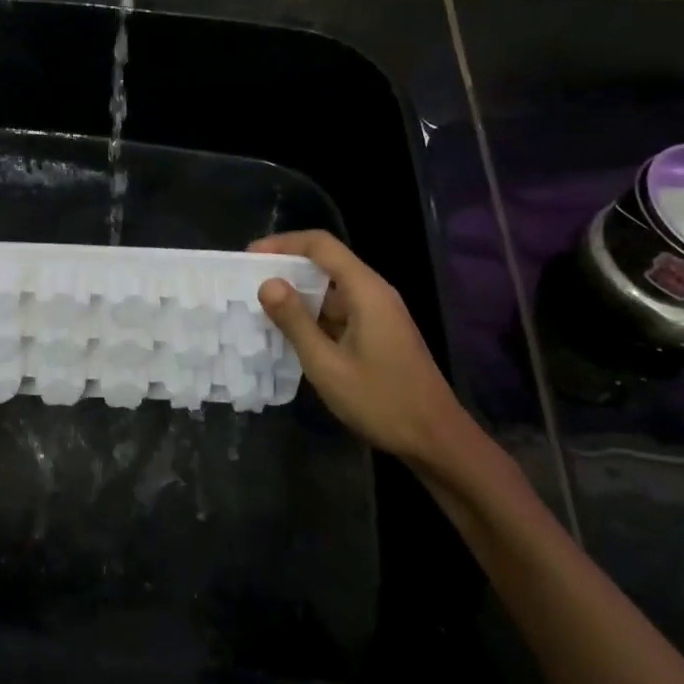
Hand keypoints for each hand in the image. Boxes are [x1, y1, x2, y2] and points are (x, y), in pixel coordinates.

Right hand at [252, 232, 474, 474]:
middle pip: (325, 263)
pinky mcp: (378, 332)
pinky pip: (339, 311)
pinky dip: (312, 315)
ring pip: (331, 289)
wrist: (436, 440)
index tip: (249, 257)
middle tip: (247, 284)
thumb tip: (267, 283)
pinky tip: (288, 333)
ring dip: (297, 294)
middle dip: (286, 268)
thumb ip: (296, 322)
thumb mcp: (328, 365)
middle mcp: (373, 292)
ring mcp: (378, 313)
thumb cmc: (382, 401)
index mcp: (365, 290)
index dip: (283, 244)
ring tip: (260, 308)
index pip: (321, 245)